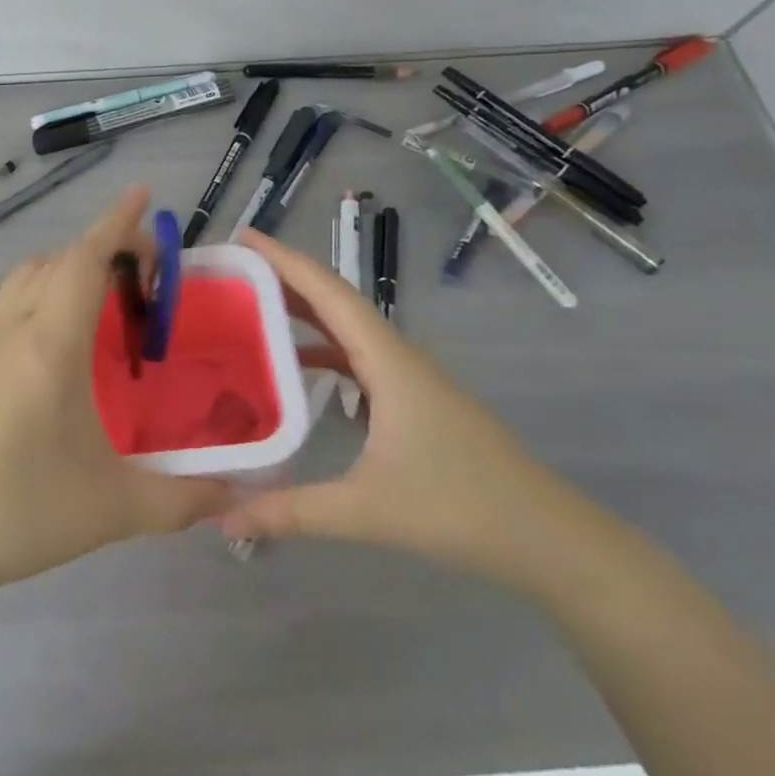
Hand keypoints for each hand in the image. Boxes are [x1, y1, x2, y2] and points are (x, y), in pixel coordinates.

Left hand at [0, 186, 232, 597]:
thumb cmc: (17, 510)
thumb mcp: (111, 509)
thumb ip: (181, 499)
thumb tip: (237, 494)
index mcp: (49, 345)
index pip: (84, 261)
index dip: (116, 223)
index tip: (142, 194)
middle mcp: (12, 331)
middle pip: (56, 262)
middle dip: (100, 248)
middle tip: (145, 271)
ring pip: (26, 280)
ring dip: (66, 270)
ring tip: (107, 302)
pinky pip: (10, 309)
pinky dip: (43, 299)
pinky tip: (62, 348)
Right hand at [220, 229, 596, 591]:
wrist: (549, 538)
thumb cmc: (462, 509)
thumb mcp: (367, 511)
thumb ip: (292, 512)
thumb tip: (225, 519)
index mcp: (388, 361)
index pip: (328, 293)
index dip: (284, 260)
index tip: (244, 236)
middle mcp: (397, 357)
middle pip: (334, 300)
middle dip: (284, 278)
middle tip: (233, 270)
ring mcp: (409, 377)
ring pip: (347, 328)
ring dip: (303, 310)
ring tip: (253, 307)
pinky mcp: (414, 399)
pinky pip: (358, 356)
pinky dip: (322, 349)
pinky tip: (297, 367)